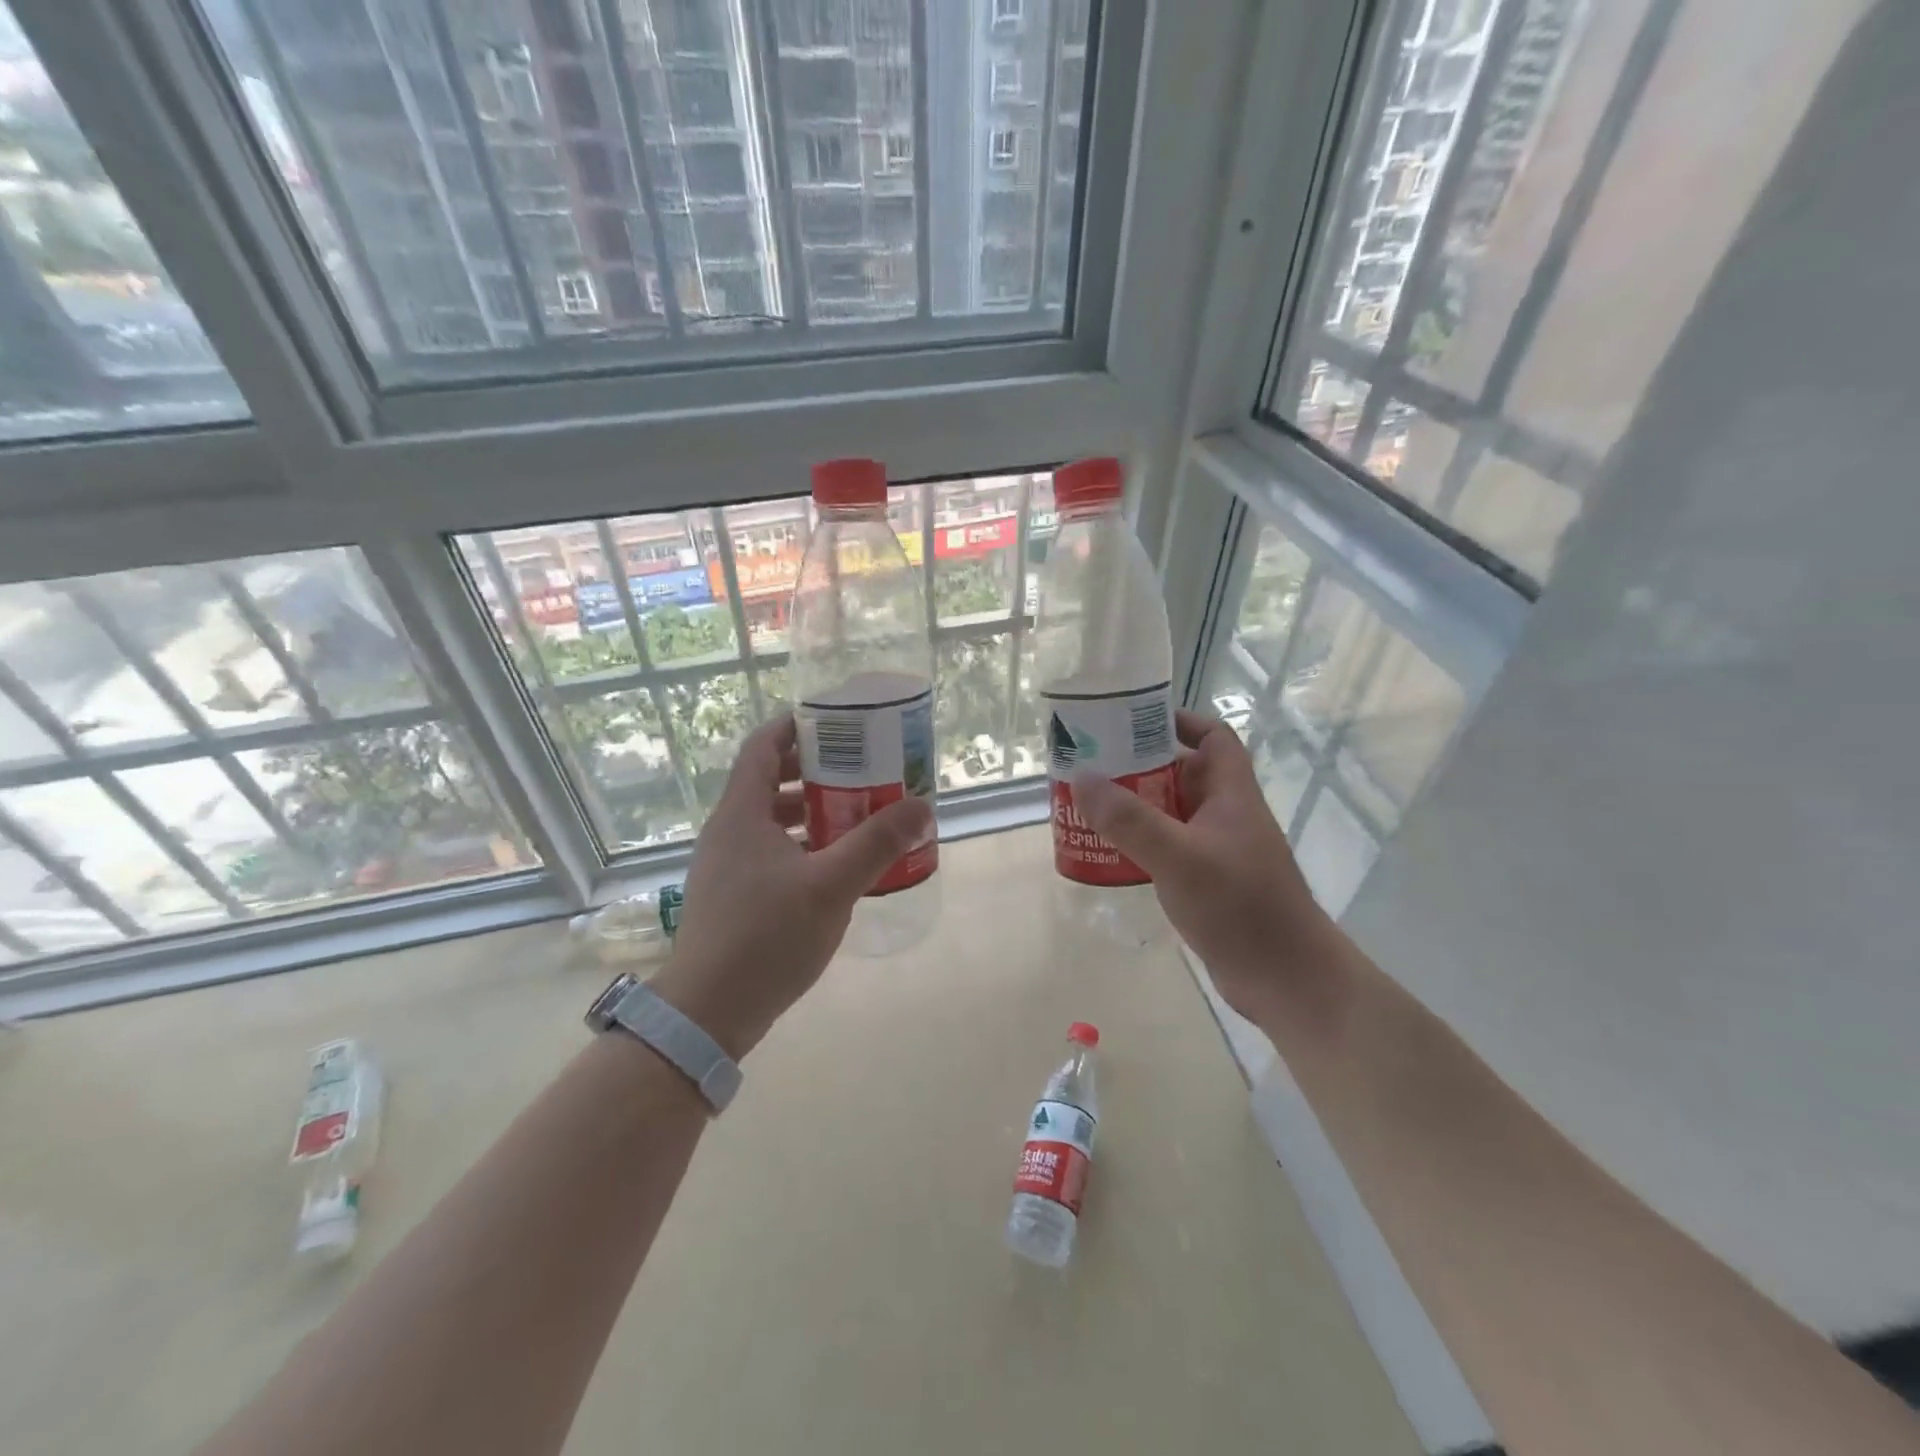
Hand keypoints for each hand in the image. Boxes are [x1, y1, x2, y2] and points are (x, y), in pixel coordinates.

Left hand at [651, 714, 932, 1058]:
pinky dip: (803, 845)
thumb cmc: (766, 937)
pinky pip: (771, 851)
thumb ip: (877, 844)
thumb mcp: (831, 886)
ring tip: (858, 814)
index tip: (838, 722)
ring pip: (772, 819)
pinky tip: (836, 865)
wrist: (708, 1012)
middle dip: (817, 771)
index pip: (763, 746)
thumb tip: (922, 806)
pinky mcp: (734, 895)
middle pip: (771, 780)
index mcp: (742, 814)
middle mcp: (729, 831)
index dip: (796, 725)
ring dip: (813, 811)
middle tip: (862, 770)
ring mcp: (727, 865)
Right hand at [1072, 711, 1339, 1019]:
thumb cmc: (1240, 906)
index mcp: (1231, 794)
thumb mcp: (1179, 857)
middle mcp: (1226, 816)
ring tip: (1089, 805)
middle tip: (1092, 765)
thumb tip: (1083, 778)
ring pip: (1171, 814)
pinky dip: (1141, 844)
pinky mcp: (1208, 883)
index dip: (1180, 721)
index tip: (1134, 720)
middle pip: (1182, 774)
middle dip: (1139, 766)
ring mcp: (1218, 851)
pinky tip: (1110, 852)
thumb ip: (1130, 819)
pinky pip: (1169, 849)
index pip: (1213, 738)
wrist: (1285, 979)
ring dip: (1135, 807)